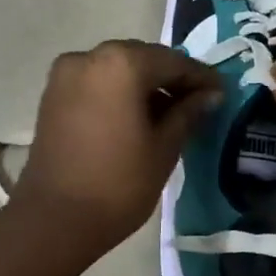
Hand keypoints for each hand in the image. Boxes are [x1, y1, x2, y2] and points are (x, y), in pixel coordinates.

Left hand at [10, 40, 221, 259]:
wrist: (54, 219)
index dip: (200, 78)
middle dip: (170, 78)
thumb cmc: (118, 183)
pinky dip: (118, 92)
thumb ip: (188, 113)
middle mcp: (89, 56)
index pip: (172, 62)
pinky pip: (96, 82)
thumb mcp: (164, 147)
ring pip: (117, 69)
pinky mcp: (53, 94)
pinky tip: (137, 116)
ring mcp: (66, 74)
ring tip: (170, 114)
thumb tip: (210, 95)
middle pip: (142, 59)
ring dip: (144, 85)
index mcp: (121, 63)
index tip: (222, 93)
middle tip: (199, 102)